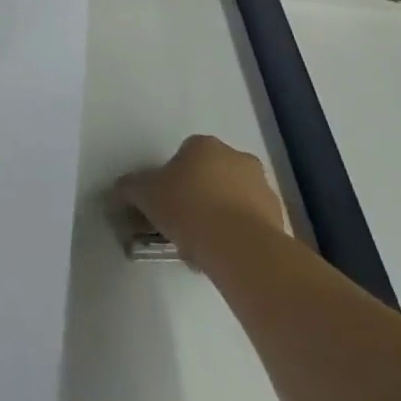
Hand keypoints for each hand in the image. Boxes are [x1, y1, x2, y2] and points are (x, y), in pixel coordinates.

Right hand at [119, 135, 288, 268]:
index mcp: (204, 144)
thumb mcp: (144, 194)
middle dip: (199, 195)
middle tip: (182, 222)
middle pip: (211, 174)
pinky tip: (221, 255)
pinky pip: (250, 223)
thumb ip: (130, 187)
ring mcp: (263, 188)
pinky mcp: (279, 219)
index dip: (172, 178)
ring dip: (219, 215)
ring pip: (233, 199)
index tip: (164, 201)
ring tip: (201, 246)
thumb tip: (121, 189)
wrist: (239, 247)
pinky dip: (237, 235)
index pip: (184, 154)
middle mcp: (237, 158)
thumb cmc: (187, 208)